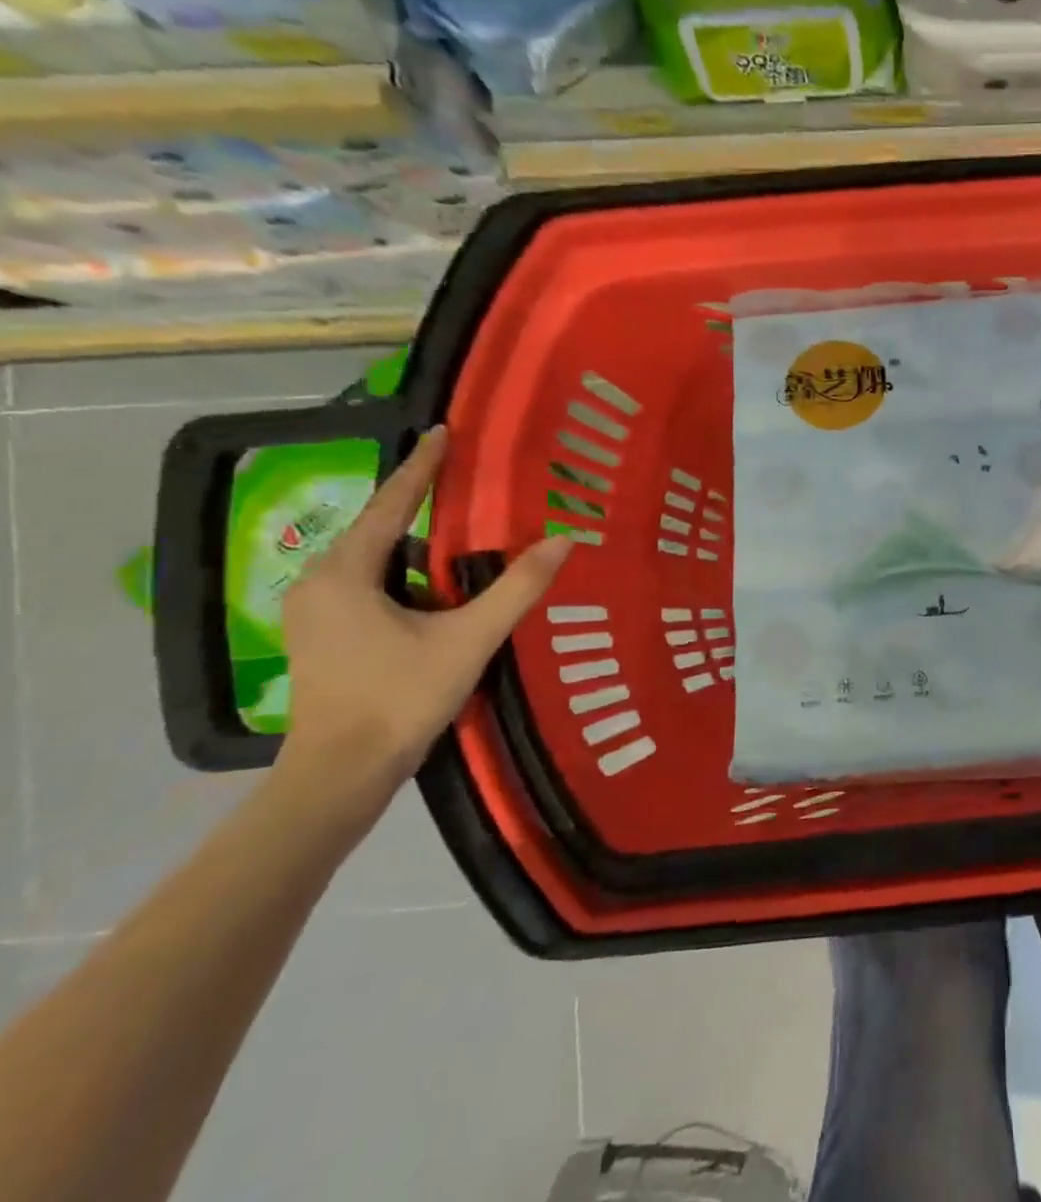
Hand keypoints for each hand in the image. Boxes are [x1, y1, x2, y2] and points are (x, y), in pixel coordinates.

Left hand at [275, 428, 572, 825]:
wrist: (344, 769)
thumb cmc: (402, 697)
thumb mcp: (470, 638)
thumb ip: (518, 587)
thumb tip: (564, 539)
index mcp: (346, 572)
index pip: (391, 504)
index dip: (421, 466)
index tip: (442, 431)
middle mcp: (319, 580)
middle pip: (377, 527)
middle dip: (417, 501)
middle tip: (461, 477)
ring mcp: (315, 609)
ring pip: (371, 557)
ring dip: (411, 539)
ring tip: (454, 523)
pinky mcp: (323, 632)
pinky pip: (366, 581)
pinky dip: (400, 568)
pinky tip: (432, 580)